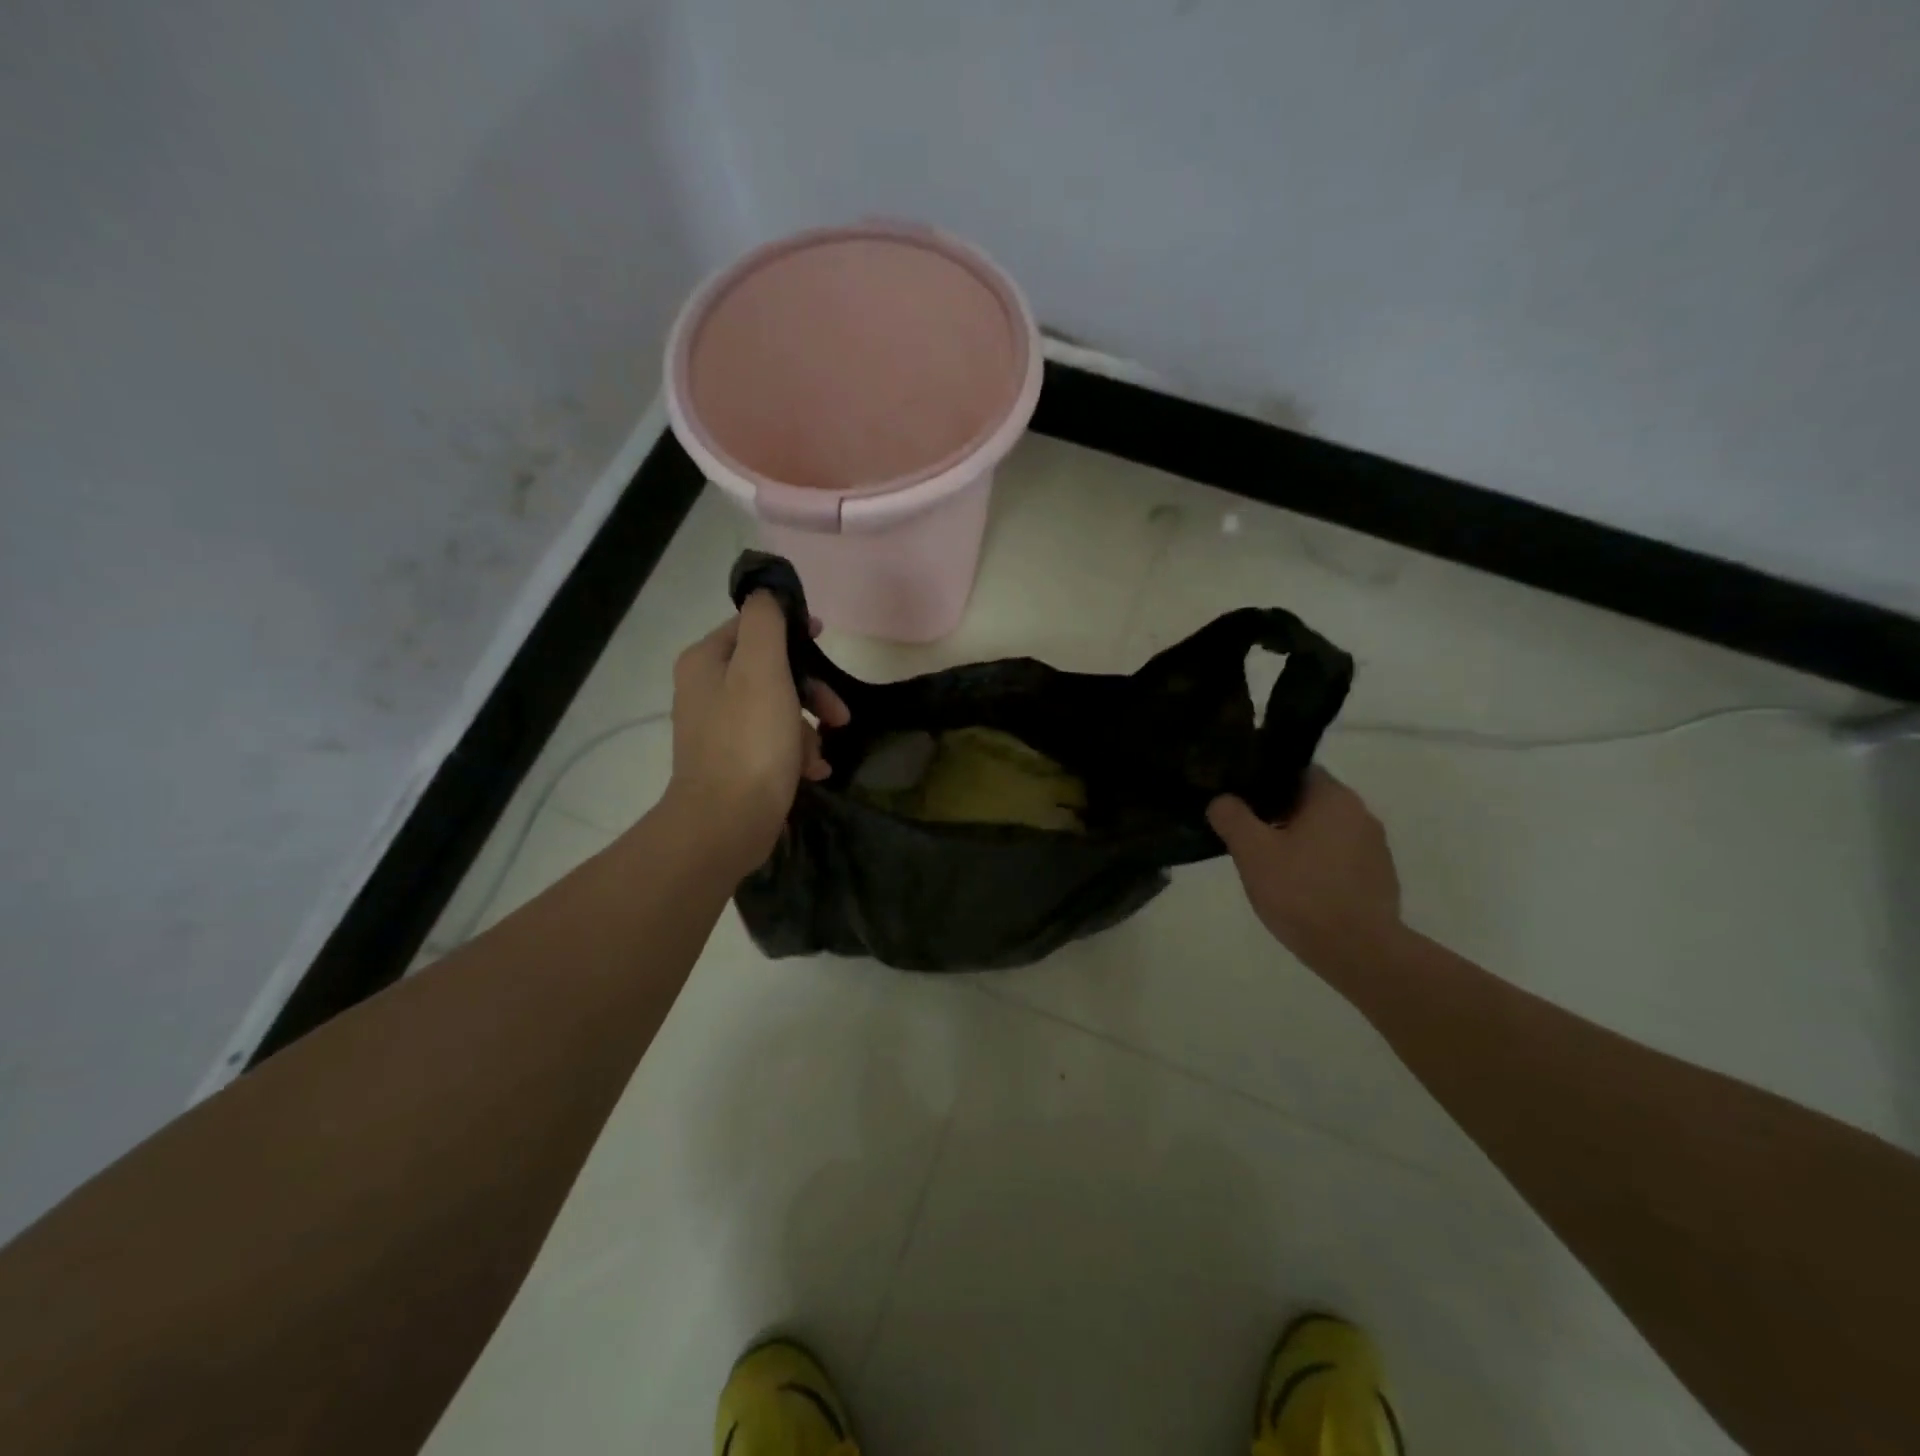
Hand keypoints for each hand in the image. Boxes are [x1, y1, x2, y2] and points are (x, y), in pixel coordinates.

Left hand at [663, 592, 849, 876]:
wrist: (726, 823)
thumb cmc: (749, 741)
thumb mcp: (762, 670)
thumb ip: (765, 622)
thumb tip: (767, 594)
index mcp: (706, 662)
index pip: (751, 625)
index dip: (791, 628)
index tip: (825, 638)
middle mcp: (706, 690)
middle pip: (769, 670)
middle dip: (809, 689)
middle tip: (838, 712)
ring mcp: (718, 729)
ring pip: (776, 709)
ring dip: (807, 726)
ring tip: (822, 752)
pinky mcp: (733, 763)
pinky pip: (772, 743)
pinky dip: (797, 752)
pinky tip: (815, 770)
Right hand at [1207, 767, 1401, 970]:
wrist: (1359, 952)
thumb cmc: (1302, 892)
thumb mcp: (1252, 852)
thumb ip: (1232, 818)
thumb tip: (1222, 800)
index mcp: (1333, 798)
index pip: (1296, 771)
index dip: (1266, 782)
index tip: (1243, 801)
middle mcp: (1361, 814)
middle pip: (1311, 802)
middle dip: (1280, 815)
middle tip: (1249, 836)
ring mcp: (1376, 848)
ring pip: (1327, 832)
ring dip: (1301, 842)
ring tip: (1271, 866)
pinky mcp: (1380, 879)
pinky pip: (1341, 859)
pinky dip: (1320, 866)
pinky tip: (1300, 890)